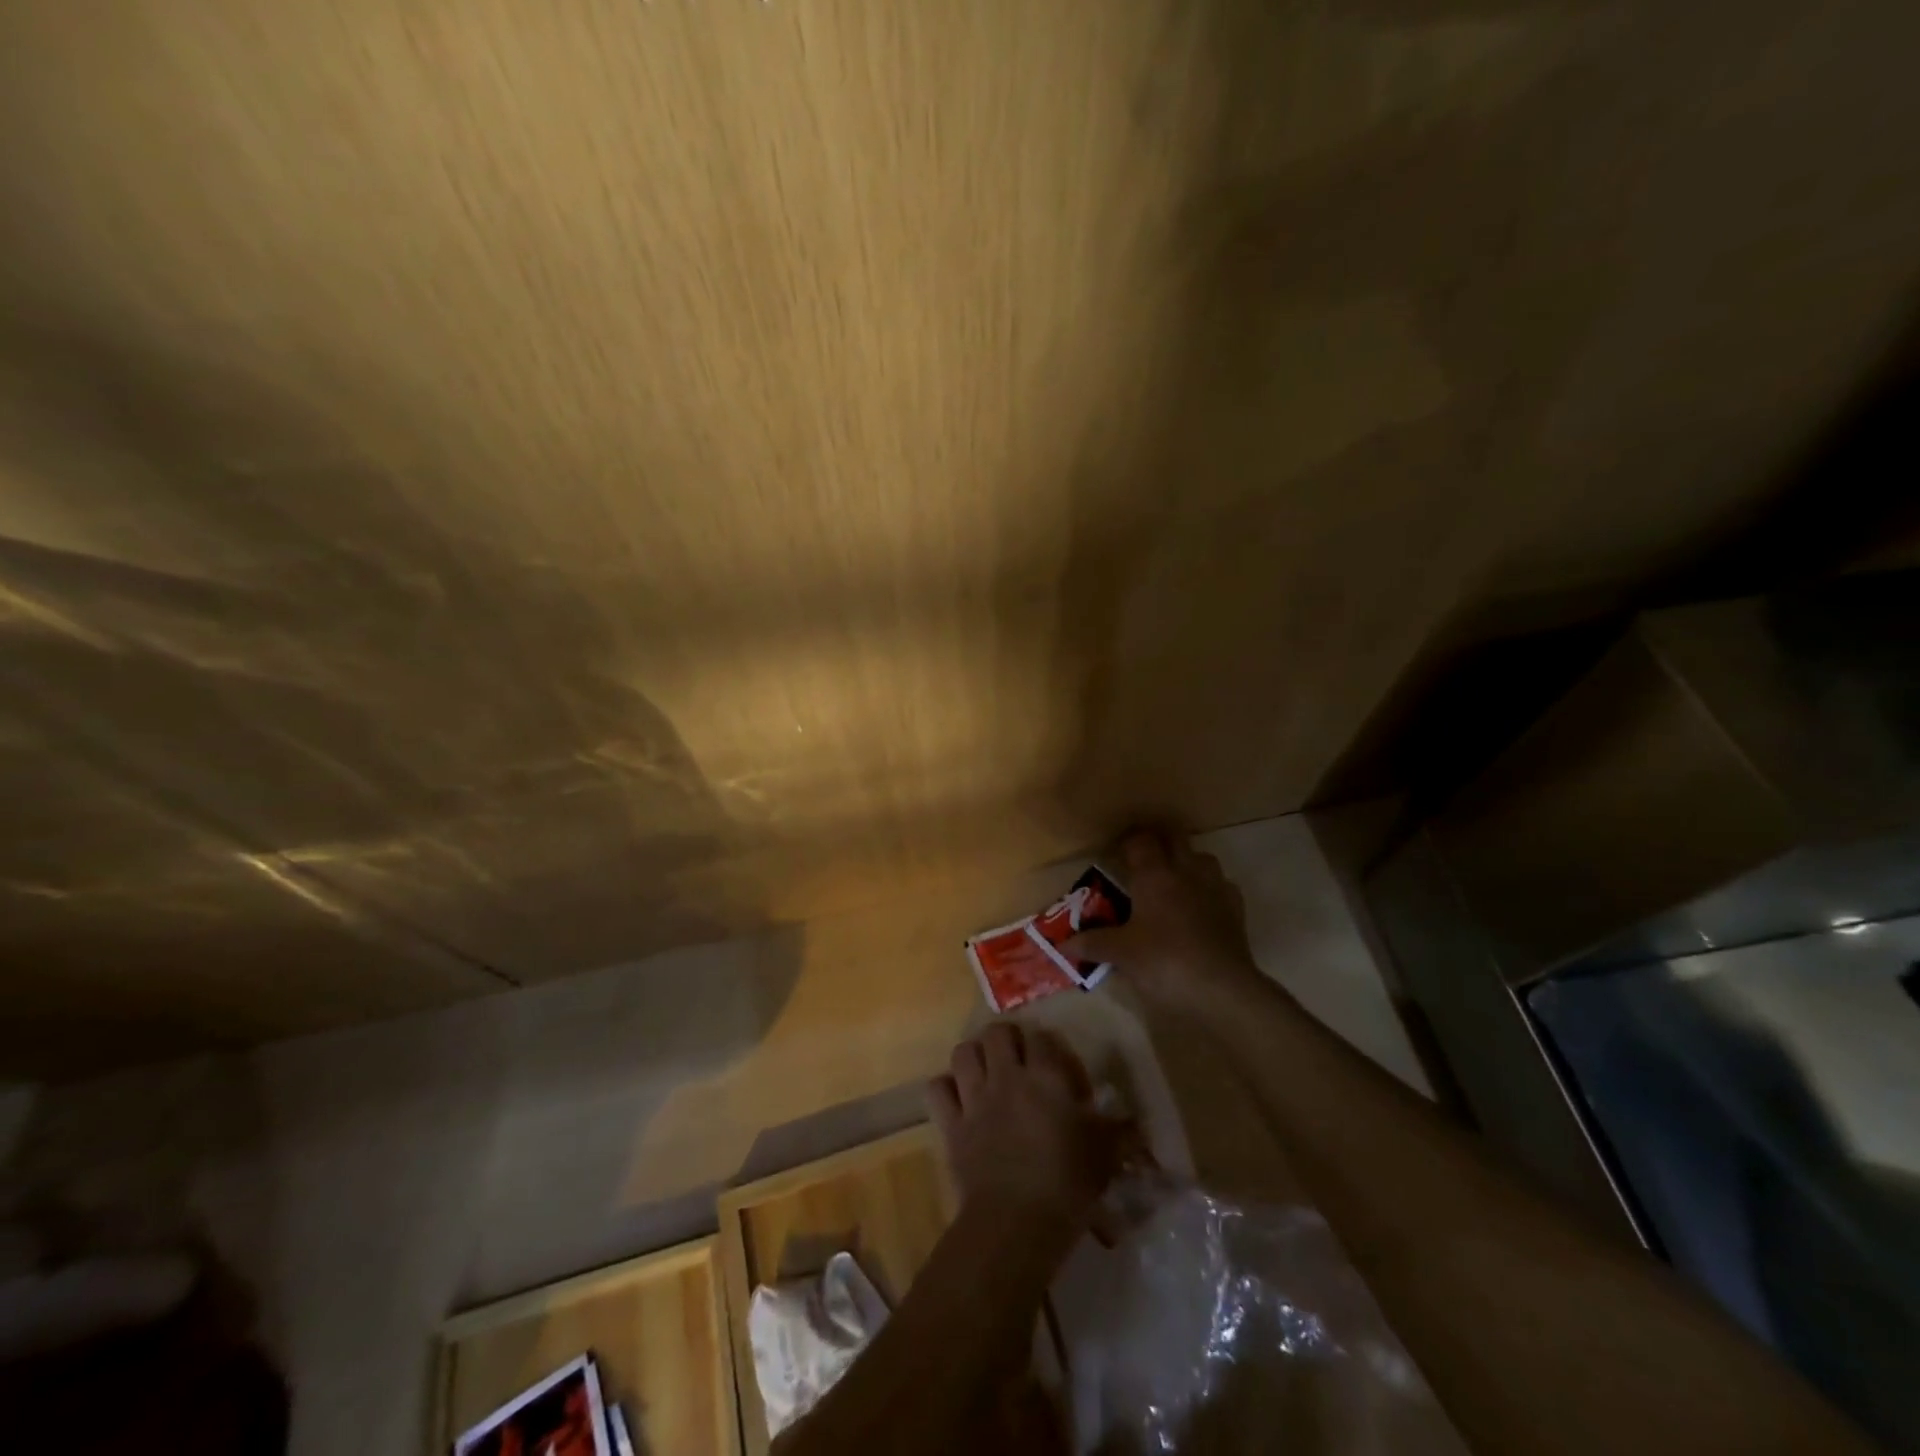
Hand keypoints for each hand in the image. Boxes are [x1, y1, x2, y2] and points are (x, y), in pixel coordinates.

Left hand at [928, 1024, 1121, 1237]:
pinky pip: (938, 1089)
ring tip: (986, 1070)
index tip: (1060, 1069)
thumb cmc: (1068, 1183)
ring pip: (963, 1052)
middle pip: (997, 1032)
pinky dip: (946, 1088)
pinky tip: (959, 1098)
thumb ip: (1120, 1132)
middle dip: (1007, 1039)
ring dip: (974, 1056)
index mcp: (1046, 1078)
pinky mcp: (951, 1123)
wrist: (1016, 1222)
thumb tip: (1136, 1123)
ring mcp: (975, 1098)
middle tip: (1020, 1060)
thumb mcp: (1105, 1155)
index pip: (1043, 1038)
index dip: (1050, 1047)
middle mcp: (1007, 1077)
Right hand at [1062, 829, 1262, 1011]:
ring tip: (1173, 879)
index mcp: (1154, 875)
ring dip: (1187, 861)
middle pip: (1175, 837)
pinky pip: (1222, 885)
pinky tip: (1201, 906)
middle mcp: (1186, 871)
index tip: (1116, 851)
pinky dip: (1209, 889)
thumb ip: (1092, 943)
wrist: (1222, 989)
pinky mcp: (1236, 909)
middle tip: (1143, 858)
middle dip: (1159, 841)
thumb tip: (1062, 943)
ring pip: (1202, 857)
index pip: (1140, 840)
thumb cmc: (1164, 961)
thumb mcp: (1121, 954)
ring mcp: (1215, 887)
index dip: (1128, 841)